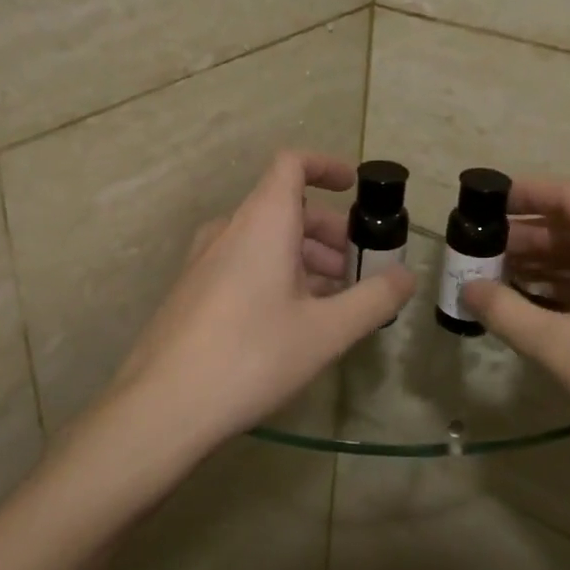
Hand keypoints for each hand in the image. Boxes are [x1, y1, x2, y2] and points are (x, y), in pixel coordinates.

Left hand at [101, 151, 414, 463]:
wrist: (163, 405)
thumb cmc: (252, 356)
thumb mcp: (326, 331)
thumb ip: (373, 299)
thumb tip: (407, 276)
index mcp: (262, 222)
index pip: (291, 164)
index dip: (326, 166)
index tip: (354, 188)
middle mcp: (229, 230)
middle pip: (284, 207)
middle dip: (327, 231)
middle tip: (357, 269)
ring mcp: (204, 260)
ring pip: (264, 239)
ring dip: (304, 257)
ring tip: (333, 301)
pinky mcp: (192, 290)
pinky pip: (243, 264)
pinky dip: (275, 274)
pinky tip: (292, 321)